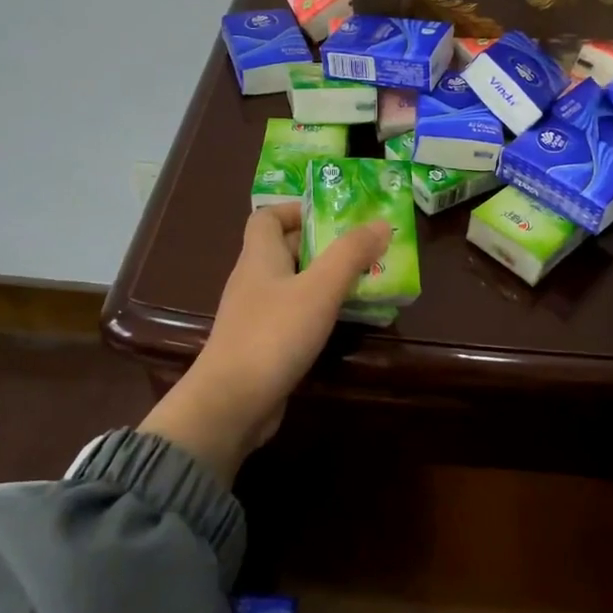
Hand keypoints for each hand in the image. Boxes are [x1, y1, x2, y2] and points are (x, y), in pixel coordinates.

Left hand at [138, 204, 390, 486]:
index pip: (267, 217)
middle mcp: (253, 280)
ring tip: (365, 283)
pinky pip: (293, 316)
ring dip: (326, 280)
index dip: (297, 210)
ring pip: (293, 285)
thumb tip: (381, 222)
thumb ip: (350, 254)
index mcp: (259, 257)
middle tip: (365, 250)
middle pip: (286, 250)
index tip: (334, 216)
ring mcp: (255, 315)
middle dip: (324, 246)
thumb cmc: (274, 334)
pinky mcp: (262, 345)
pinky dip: (318, 312)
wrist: (231, 402)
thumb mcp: (320, 289)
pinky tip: (344, 322)